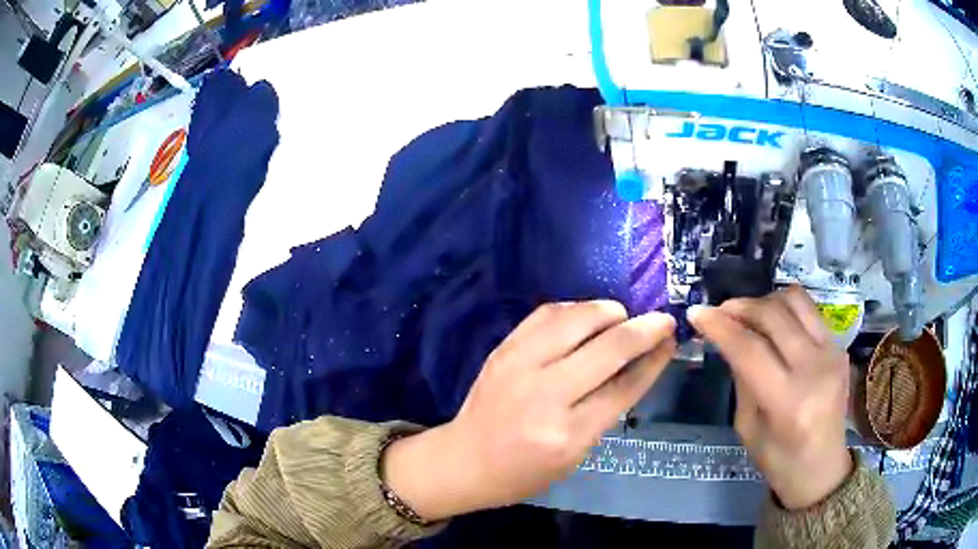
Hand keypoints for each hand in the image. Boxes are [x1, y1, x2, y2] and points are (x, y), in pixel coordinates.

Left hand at [383, 301, 676, 520]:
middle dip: (644, 328)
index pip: (625, 386)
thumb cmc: (523, 472)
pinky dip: (574, 309)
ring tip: (622, 318)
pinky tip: (585, 316)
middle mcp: (545, 394)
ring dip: (608, 311)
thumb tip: (638, 363)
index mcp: (568, 434)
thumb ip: (606, 410)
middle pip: (608, 347)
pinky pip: (546, 313)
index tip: (671, 338)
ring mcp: (520, 365)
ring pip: (577, 318)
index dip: (654, 357)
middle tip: (660, 320)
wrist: (463, 460)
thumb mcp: (575, 455)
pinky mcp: (503, 348)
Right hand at [687, 286, 852, 509]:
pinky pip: (809, 311)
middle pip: (773, 315)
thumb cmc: (779, 461)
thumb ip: (741, 379)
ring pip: (795, 300)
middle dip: (740, 307)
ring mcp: (833, 352)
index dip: (720, 326)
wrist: (823, 467)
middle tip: (720, 313)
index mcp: (788, 403)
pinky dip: (785, 309)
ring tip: (748, 315)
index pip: (750, 349)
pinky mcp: (840, 345)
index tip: (696, 313)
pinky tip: (773, 325)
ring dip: (765, 300)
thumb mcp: (748, 428)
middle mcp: (815, 370)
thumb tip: (727, 339)